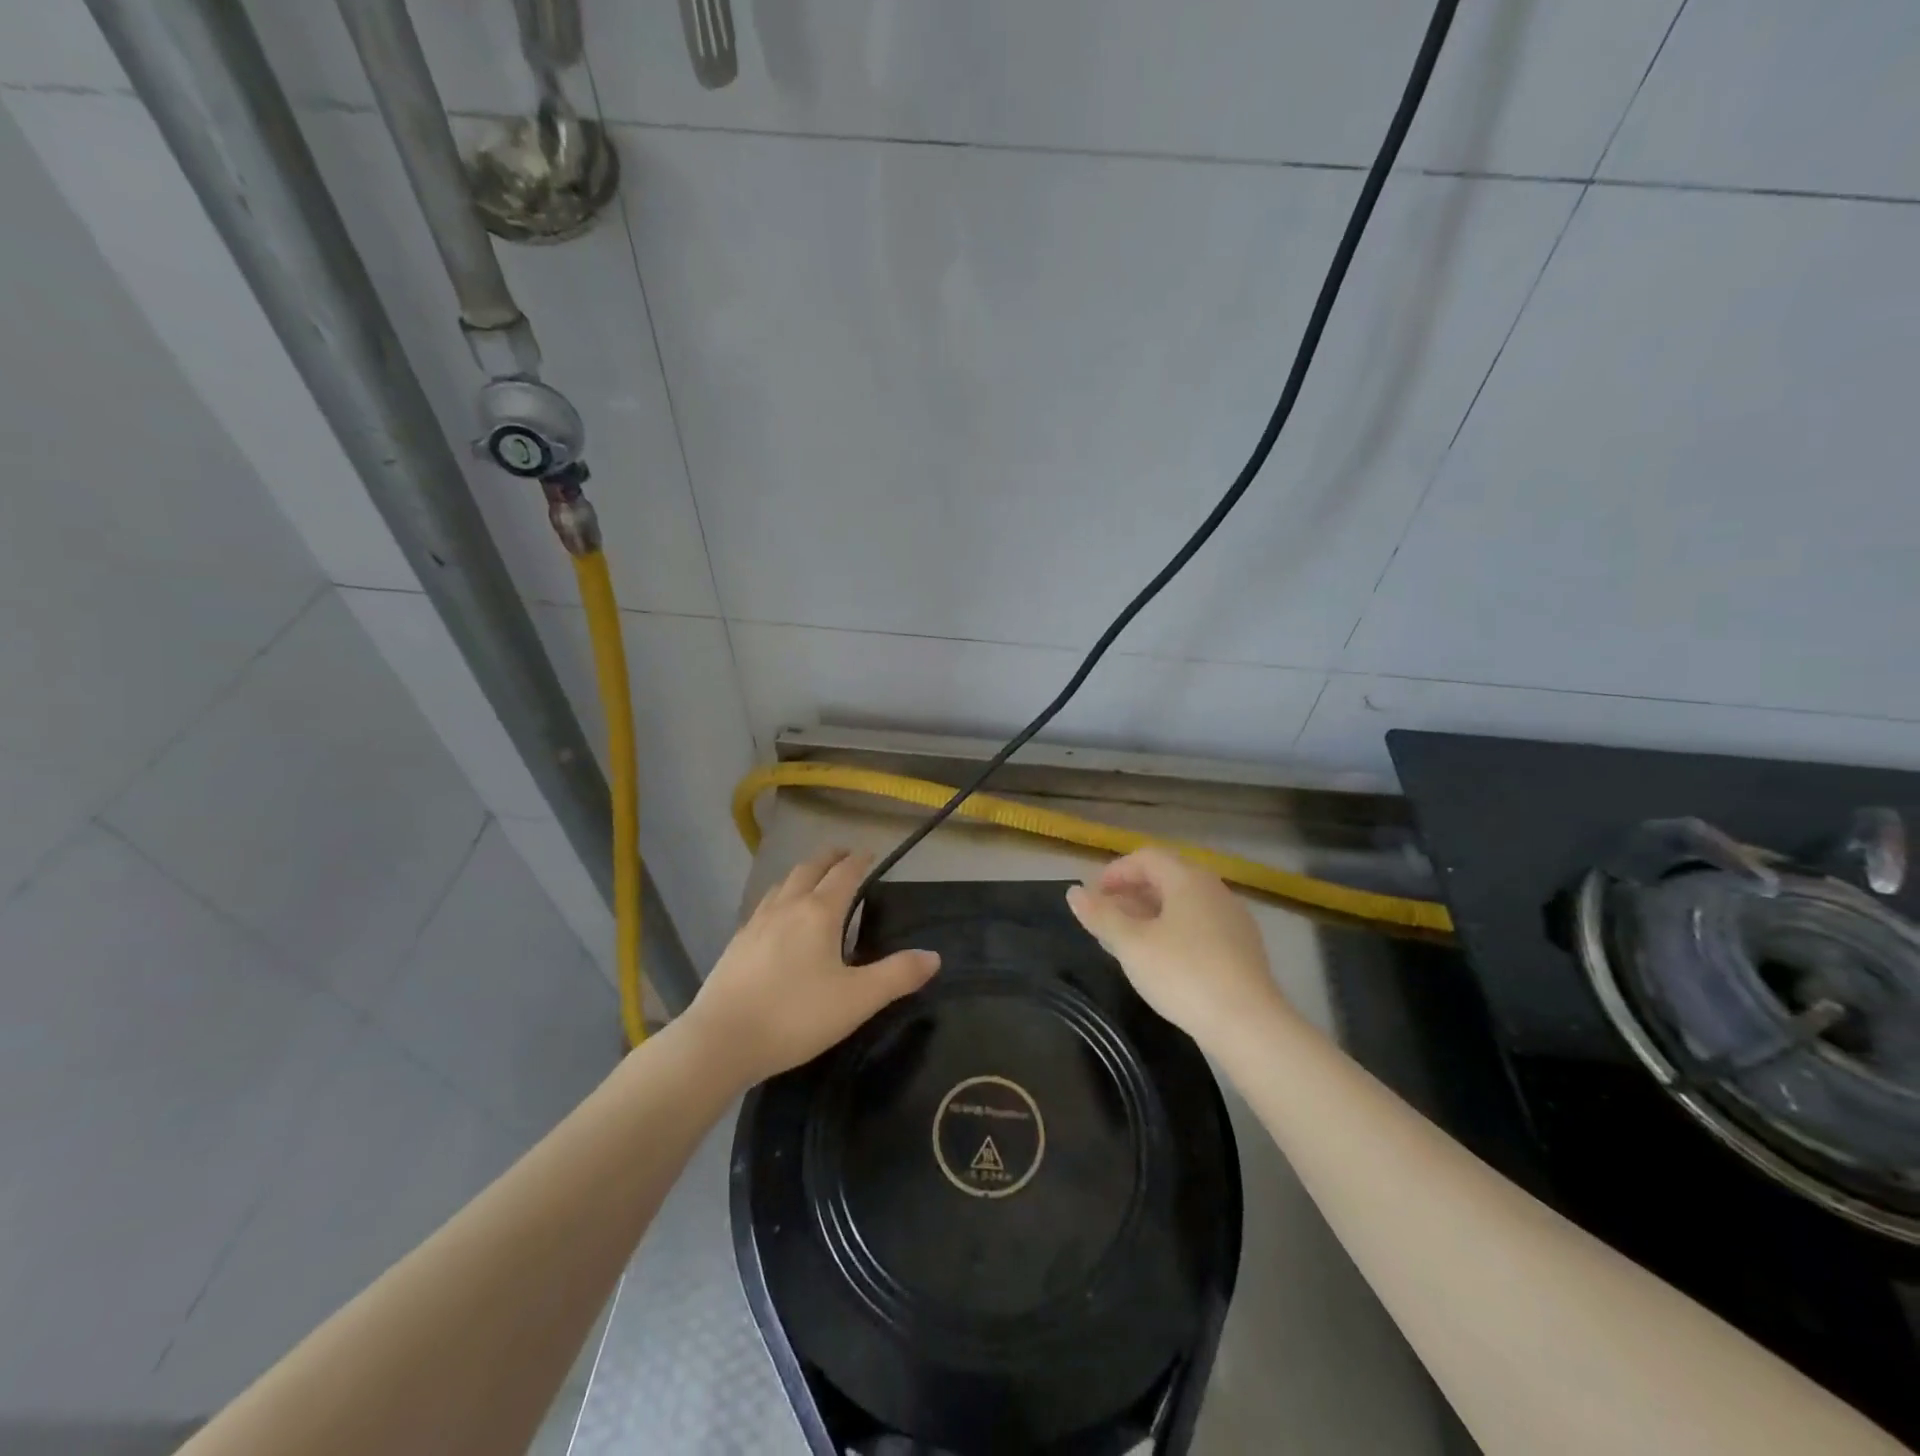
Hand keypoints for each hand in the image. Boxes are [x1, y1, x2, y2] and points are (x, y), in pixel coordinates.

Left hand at [685, 848, 939, 1085]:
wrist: (720, 1041)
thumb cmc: (795, 1016)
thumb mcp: (857, 1000)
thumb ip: (898, 975)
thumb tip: (934, 956)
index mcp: (818, 912)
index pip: (844, 873)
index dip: (860, 860)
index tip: (871, 854)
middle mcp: (786, 907)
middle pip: (809, 869)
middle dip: (830, 858)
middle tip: (845, 856)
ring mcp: (756, 923)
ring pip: (782, 884)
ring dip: (802, 874)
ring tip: (812, 881)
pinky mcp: (736, 944)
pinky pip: (764, 906)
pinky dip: (780, 897)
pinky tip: (778, 919)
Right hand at [1066, 847, 1287, 1049]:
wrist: (1248, 1024)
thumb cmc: (1183, 974)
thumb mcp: (1132, 945)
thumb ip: (1101, 916)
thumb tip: (1074, 892)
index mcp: (1187, 879)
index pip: (1146, 858)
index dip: (1115, 872)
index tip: (1093, 896)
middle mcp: (1213, 889)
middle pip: (1166, 877)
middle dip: (1132, 892)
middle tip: (1106, 917)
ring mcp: (1233, 917)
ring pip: (1184, 902)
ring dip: (1152, 912)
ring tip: (1129, 938)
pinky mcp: (1243, 946)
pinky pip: (1200, 924)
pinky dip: (1174, 929)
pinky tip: (1163, 958)